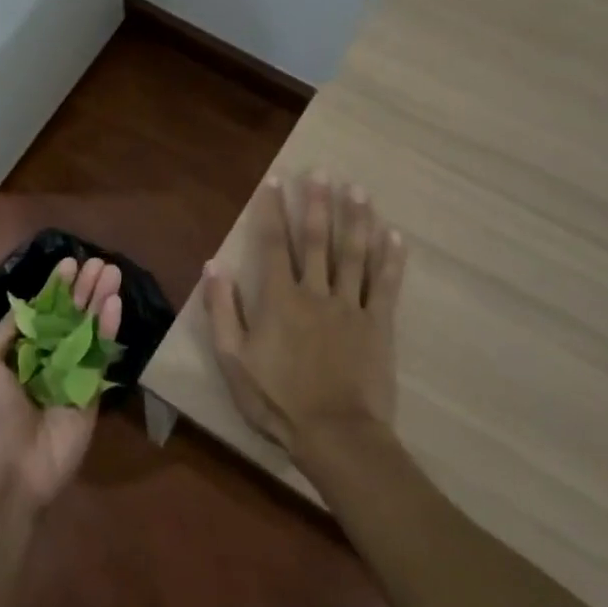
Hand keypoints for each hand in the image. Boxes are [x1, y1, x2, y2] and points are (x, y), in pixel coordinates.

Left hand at [0, 257, 122, 510]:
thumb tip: (27, 303)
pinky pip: (100, 356)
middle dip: (83, 289)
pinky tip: (114, 304)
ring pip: (88, 331)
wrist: (8, 472)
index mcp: (20, 354)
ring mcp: (72, 376)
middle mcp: (48, 360)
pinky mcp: (92, 392)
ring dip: (99, 301)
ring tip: (112, 272)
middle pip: (69, 317)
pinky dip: (108, 329)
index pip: (43, 313)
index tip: (70, 264)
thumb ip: (8, 332)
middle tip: (100, 262)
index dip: (56, 289)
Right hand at [202, 175, 405, 463]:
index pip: (273, 244)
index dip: (272, 211)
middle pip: (317, 240)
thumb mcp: (233, 360)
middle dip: (318, 203)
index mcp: (279, 299)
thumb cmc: (278, 400)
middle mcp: (316, 292)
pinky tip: (394, 235)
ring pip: (354, 254)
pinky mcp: (378, 325)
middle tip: (323, 171)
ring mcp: (351, 307)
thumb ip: (222, 311)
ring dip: (356, 219)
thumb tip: (213, 266)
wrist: (336, 435)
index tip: (276, 181)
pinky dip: (390, 259)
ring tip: (359, 189)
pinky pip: (385, 285)